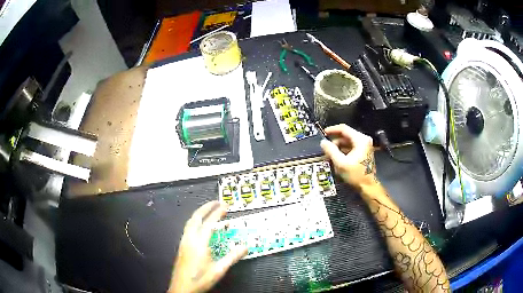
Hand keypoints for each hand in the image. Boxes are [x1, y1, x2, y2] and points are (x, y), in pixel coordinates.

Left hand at [168, 201, 246, 292]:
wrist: (182, 288)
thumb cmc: (200, 279)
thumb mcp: (219, 270)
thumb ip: (232, 257)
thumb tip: (245, 246)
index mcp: (199, 243)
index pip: (209, 223)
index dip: (217, 212)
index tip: (224, 206)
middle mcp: (189, 239)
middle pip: (195, 217)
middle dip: (206, 207)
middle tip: (216, 202)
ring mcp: (183, 242)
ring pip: (190, 222)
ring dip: (199, 214)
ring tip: (208, 211)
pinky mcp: (181, 247)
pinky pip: (188, 228)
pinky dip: (195, 222)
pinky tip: (199, 227)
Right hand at [320, 124, 376, 188]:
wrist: (367, 186)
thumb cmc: (355, 174)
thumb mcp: (340, 163)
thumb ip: (331, 150)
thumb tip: (323, 142)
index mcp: (360, 140)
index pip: (344, 129)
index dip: (332, 130)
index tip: (324, 133)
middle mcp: (364, 140)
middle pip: (346, 135)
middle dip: (335, 141)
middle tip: (326, 147)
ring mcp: (365, 146)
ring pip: (348, 141)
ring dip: (339, 146)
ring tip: (330, 154)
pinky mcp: (364, 152)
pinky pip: (352, 147)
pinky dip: (344, 150)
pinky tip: (337, 157)